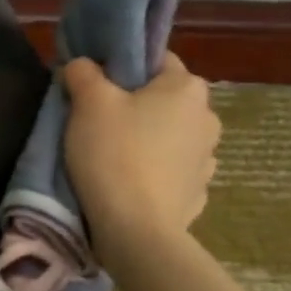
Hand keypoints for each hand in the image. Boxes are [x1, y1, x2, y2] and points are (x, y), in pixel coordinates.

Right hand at [62, 51, 220, 256]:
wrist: (136, 230)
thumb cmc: (114, 154)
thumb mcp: (88, 102)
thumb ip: (83, 73)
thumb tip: (82, 65)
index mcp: (187, 88)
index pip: (157, 60)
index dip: (124, 68)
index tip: (97, 86)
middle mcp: (207, 118)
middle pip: (164, 99)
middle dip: (135, 105)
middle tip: (98, 120)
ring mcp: (208, 159)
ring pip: (169, 135)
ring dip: (147, 139)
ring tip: (112, 155)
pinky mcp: (197, 193)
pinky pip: (171, 170)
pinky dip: (153, 171)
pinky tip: (129, 182)